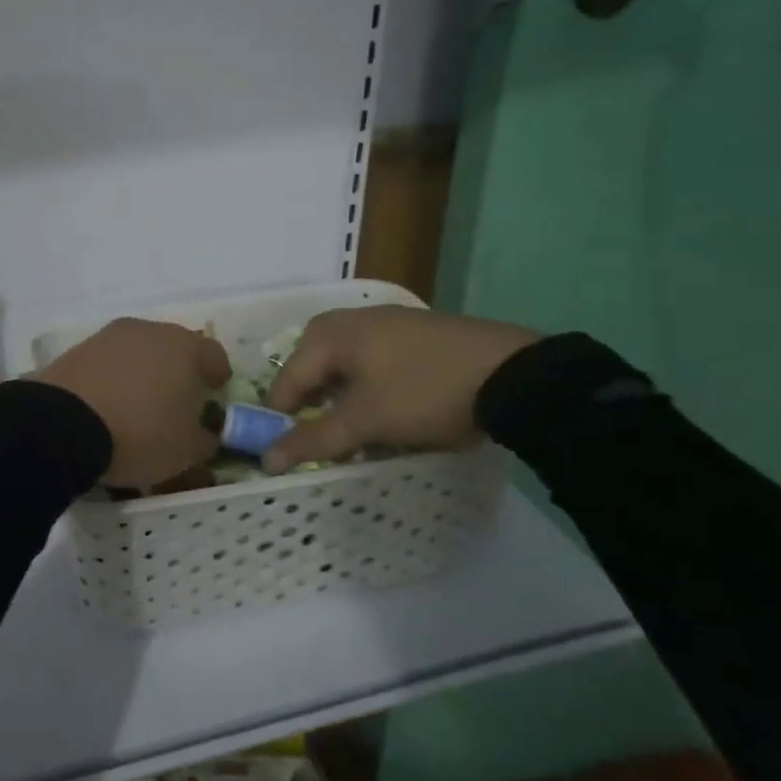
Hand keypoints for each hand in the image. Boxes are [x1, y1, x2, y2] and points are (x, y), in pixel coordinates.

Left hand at [35, 318, 230, 486]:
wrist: (63, 424)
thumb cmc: (141, 433)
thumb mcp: (187, 450)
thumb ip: (205, 439)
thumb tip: (206, 433)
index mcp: (186, 347)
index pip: (215, 356)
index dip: (218, 379)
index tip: (213, 398)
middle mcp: (149, 330)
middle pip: (173, 349)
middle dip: (178, 373)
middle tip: (176, 403)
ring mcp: (109, 336)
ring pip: (138, 353)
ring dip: (143, 374)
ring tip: (137, 407)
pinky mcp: (78, 349)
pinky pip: (107, 363)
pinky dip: (112, 379)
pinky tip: (107, 406)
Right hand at [263, 305, 539, 468]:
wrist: (513, 373)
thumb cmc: (424, 392)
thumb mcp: (366, 421)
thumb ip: (314, 440)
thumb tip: (266, 461)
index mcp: (328, 333)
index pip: (287, 382)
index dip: (281, 421)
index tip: (285, 454)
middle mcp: (349, 320)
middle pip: (314, 372)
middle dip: (315, 411)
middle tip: (324, 445)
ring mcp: (386, 323)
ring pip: (346, 370)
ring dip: (344, 404)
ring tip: (358, 436)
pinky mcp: (416, 335)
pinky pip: (375, 364)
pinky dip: (371, 391)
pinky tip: (390, 413)